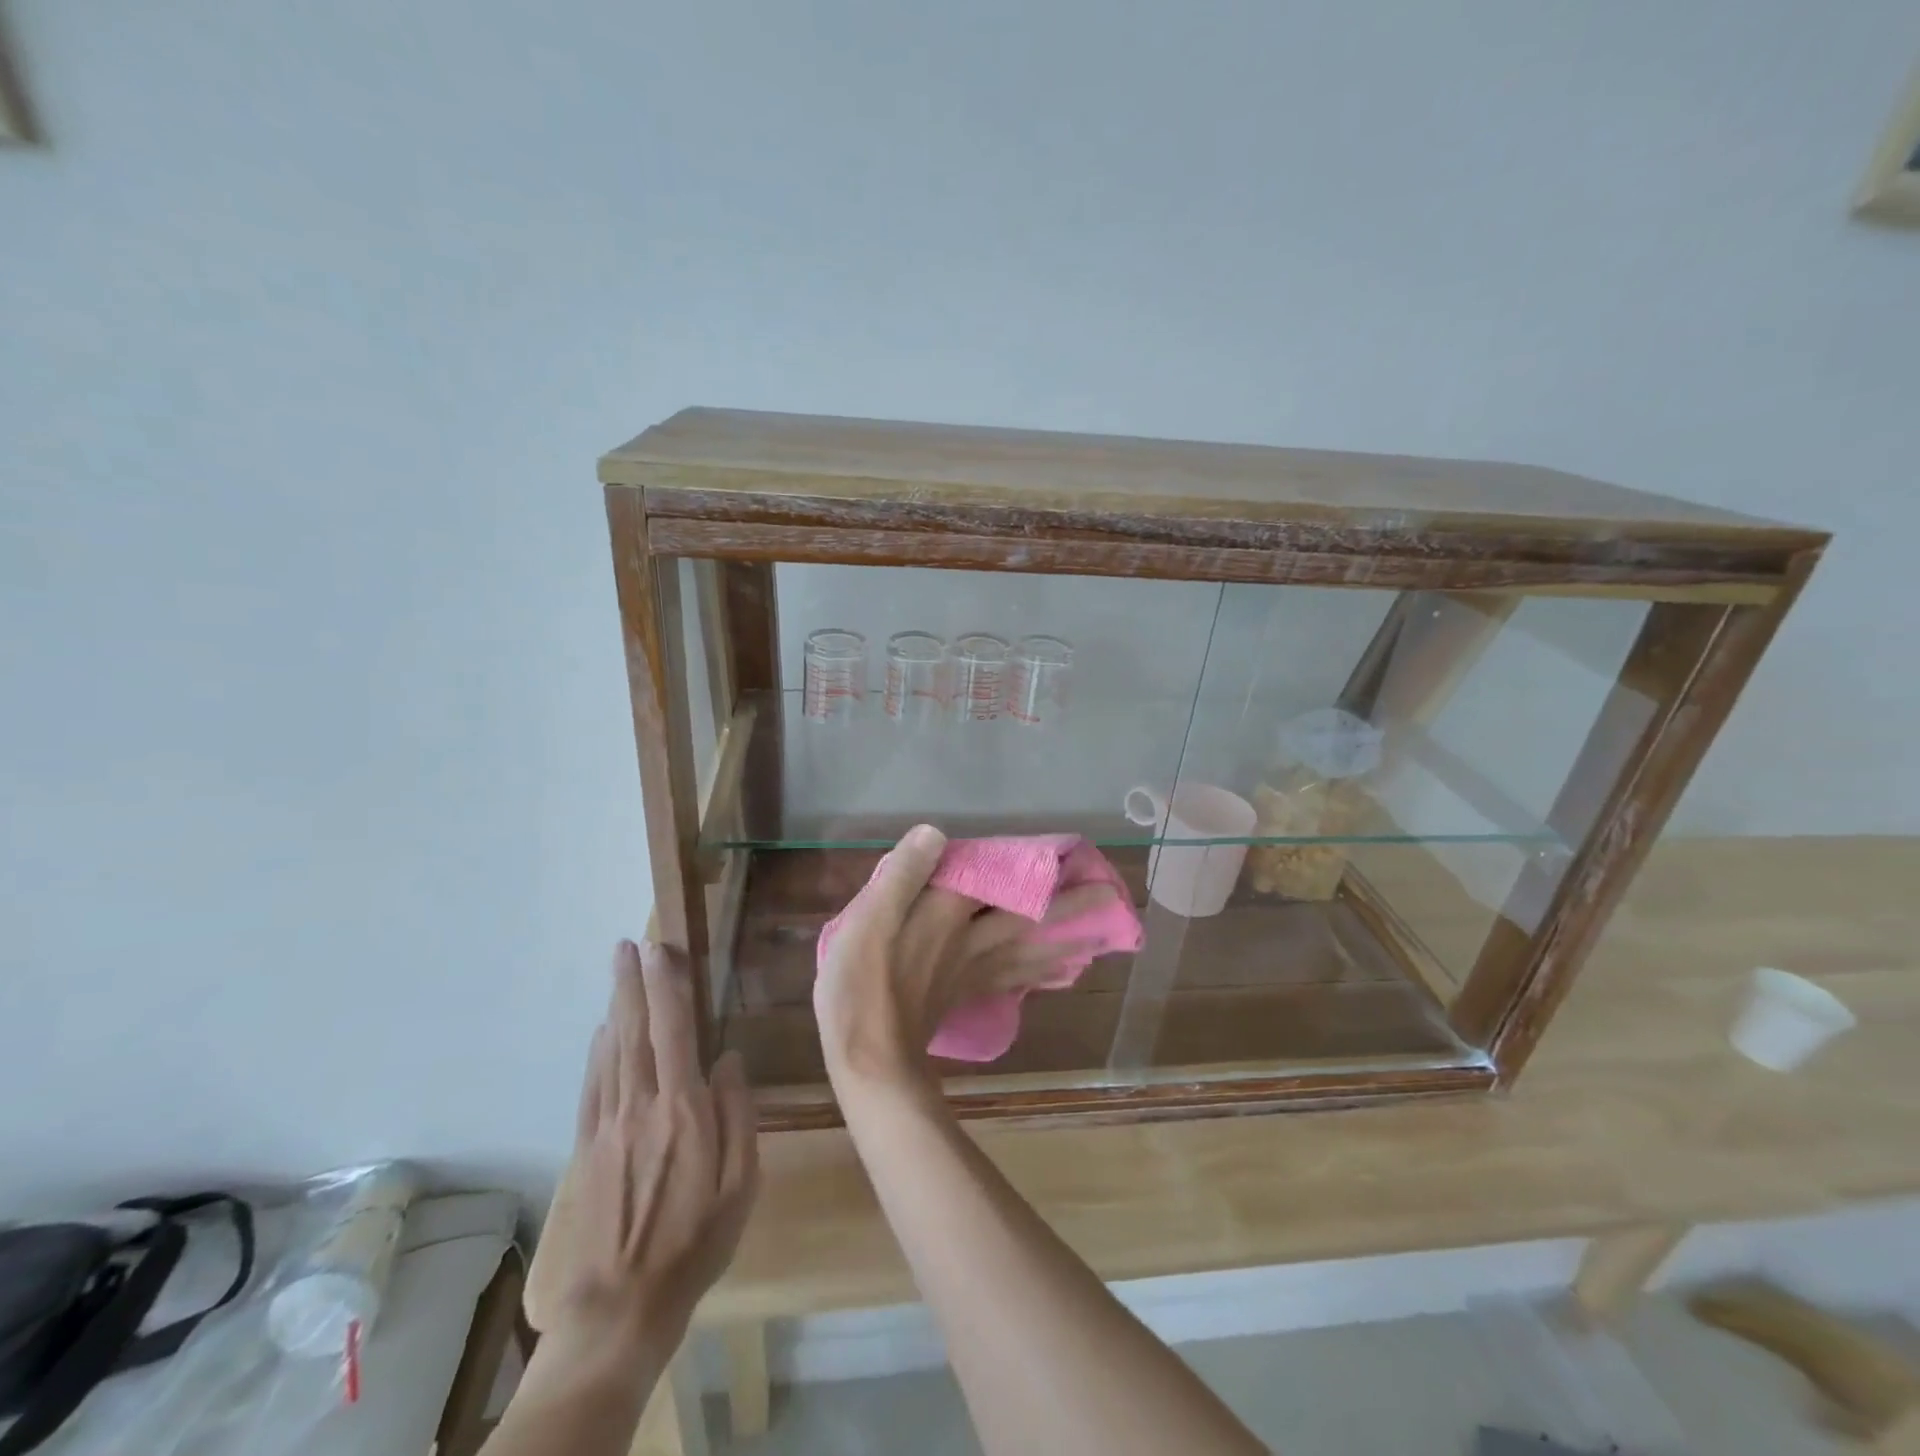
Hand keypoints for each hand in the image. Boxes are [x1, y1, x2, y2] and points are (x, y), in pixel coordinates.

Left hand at [549, 940, 757, 1360]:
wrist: (622, 1304)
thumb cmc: (696, 1240)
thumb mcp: (742, 1182)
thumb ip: (739, 1113)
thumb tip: (730, 1060)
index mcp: (683, 1108)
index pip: (675, 1030)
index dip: (667, 985)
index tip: (662, 950)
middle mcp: (641, 1103)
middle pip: (635, 1029)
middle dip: (633, 983)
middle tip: (628, 945)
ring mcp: (608, 1124)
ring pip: (611, 1050)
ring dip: (614, 1006)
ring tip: (617, 973)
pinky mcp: (587, 1146)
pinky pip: (593, 1084)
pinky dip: (597, 1051)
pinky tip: (601, 1034)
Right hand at [814, 825, 1111, 1092]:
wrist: (869, 1060)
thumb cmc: (861, 984)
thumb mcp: (868, 919)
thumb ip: (903, 874)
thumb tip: (936, 833)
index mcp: (948, 915)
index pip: (1000, 882)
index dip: (1033, 866)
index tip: (1073, 854)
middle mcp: (972, 940)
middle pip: (1029, 919)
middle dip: (1071, 907)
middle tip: (1113, 897)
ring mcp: (973, 971)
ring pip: (1031, 950)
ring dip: (1068, 939)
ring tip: (1103, 932)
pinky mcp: (967, 995)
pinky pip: (1017, 978)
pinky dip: (1043, 972)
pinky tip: (1061, 971)